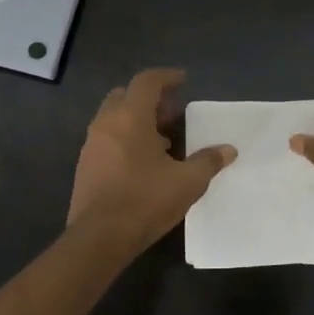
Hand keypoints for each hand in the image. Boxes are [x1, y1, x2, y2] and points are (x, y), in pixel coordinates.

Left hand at [68, 68, 234, 252]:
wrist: (99, 237)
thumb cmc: (145, 201)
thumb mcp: (187, 182)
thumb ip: (208, 161)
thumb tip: (228, 150)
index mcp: (130, 118)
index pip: (147, 82)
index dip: (166, 77)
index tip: (183, 80)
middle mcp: (106, 123)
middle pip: (126, 95)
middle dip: (150, 98)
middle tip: (173, 113)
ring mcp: (91, 145)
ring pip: (114, 117)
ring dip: (137, 120)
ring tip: (163, 141)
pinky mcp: (85, 166)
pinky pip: (107, 138)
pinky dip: (125, 138)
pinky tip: (144, 162)